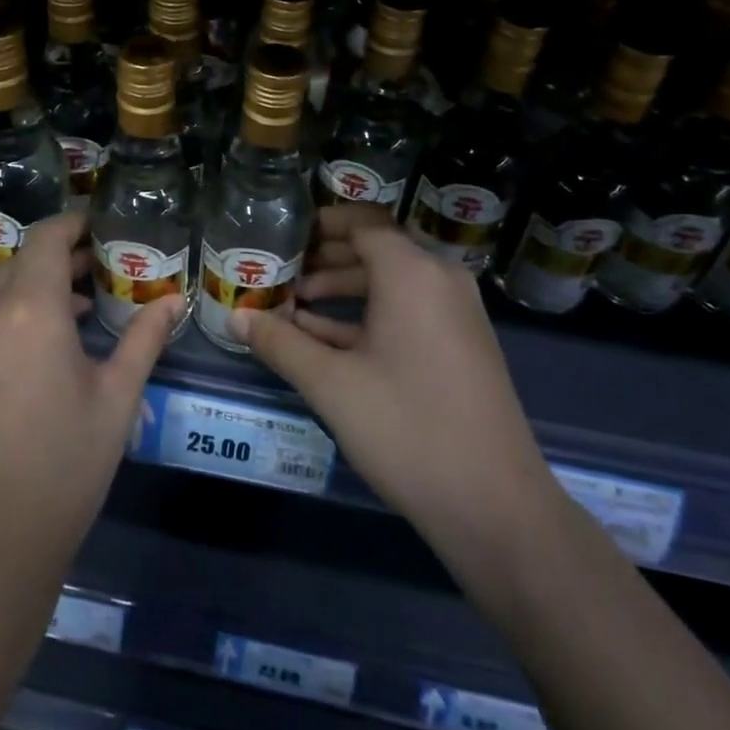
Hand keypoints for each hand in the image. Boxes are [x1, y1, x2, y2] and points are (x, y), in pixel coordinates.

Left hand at [0, 212, 180, 585]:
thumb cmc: (63, 470)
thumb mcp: (116, 401)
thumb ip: (145, 338)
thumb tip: (176, 299)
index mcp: (27, 310)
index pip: (47, 238)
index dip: (74, 225)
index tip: (96, 230)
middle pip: (18, 266)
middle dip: (54, 267)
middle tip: (88, 284)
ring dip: (20, 301)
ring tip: (53, 330)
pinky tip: (5, 368)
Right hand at [233, 207, 561, 564]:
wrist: (495, 506)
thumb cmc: (407, 428)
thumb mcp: (331, 384)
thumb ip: (280, 343)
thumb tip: (235, 317)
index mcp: (413, 273)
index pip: (363, 223)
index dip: (320, 224)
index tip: (282, 234)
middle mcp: (439, 280)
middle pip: (376, 250)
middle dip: (325, 258)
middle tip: (280, 271)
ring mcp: (455, 314)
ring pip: (390, 283)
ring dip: (342, 289)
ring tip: (293, 306)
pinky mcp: (460, 346)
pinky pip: (407, 311)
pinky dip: (367, 316)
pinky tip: (324, 340)